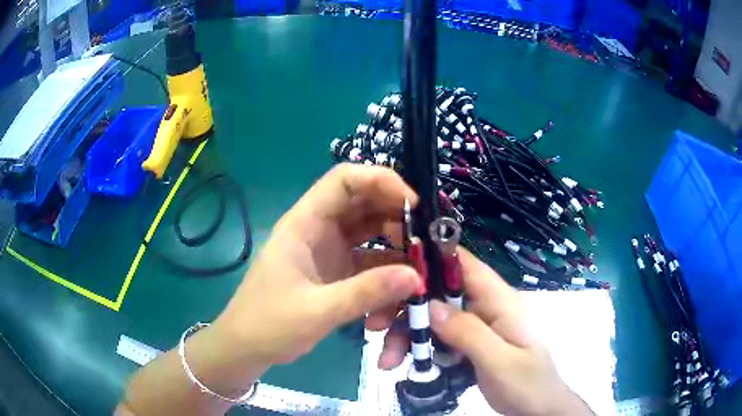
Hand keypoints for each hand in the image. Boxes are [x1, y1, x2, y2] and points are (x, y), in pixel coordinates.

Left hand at [214, 164, 421, 364]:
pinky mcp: (337, 273)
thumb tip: (417, 277)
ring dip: (396, 253)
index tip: (413, 204)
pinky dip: (386, 279)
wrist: (247, 348)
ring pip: (372, 235)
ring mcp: (330, 251)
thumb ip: (365, 293)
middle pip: (364, 204)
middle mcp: (320, 230)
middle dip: (397, 219)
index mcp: (305, 223)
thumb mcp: (316, 311)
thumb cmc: (268, 324)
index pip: (345, 180)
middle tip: (423, 244)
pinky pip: (370, 264)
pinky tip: (392, 306)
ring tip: (415, 278)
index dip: (381, 181)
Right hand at [375, 248, 591, 415]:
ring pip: (432, 317)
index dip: (428, 258)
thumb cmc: (527, 384)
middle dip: (405, 308)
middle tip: (375, 328)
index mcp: (498, 300)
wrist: (539, 409)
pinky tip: (403, 364)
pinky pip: (437, 338)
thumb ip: (468, 333)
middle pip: (438, 292)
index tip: (390, 272)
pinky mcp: (468, 344)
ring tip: (387, 361)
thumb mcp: (499, 361)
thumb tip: (429, 306)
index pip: (462, 263)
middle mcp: (484, 307)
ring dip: (406, 335)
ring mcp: (475, 326)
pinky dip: (418, 348)